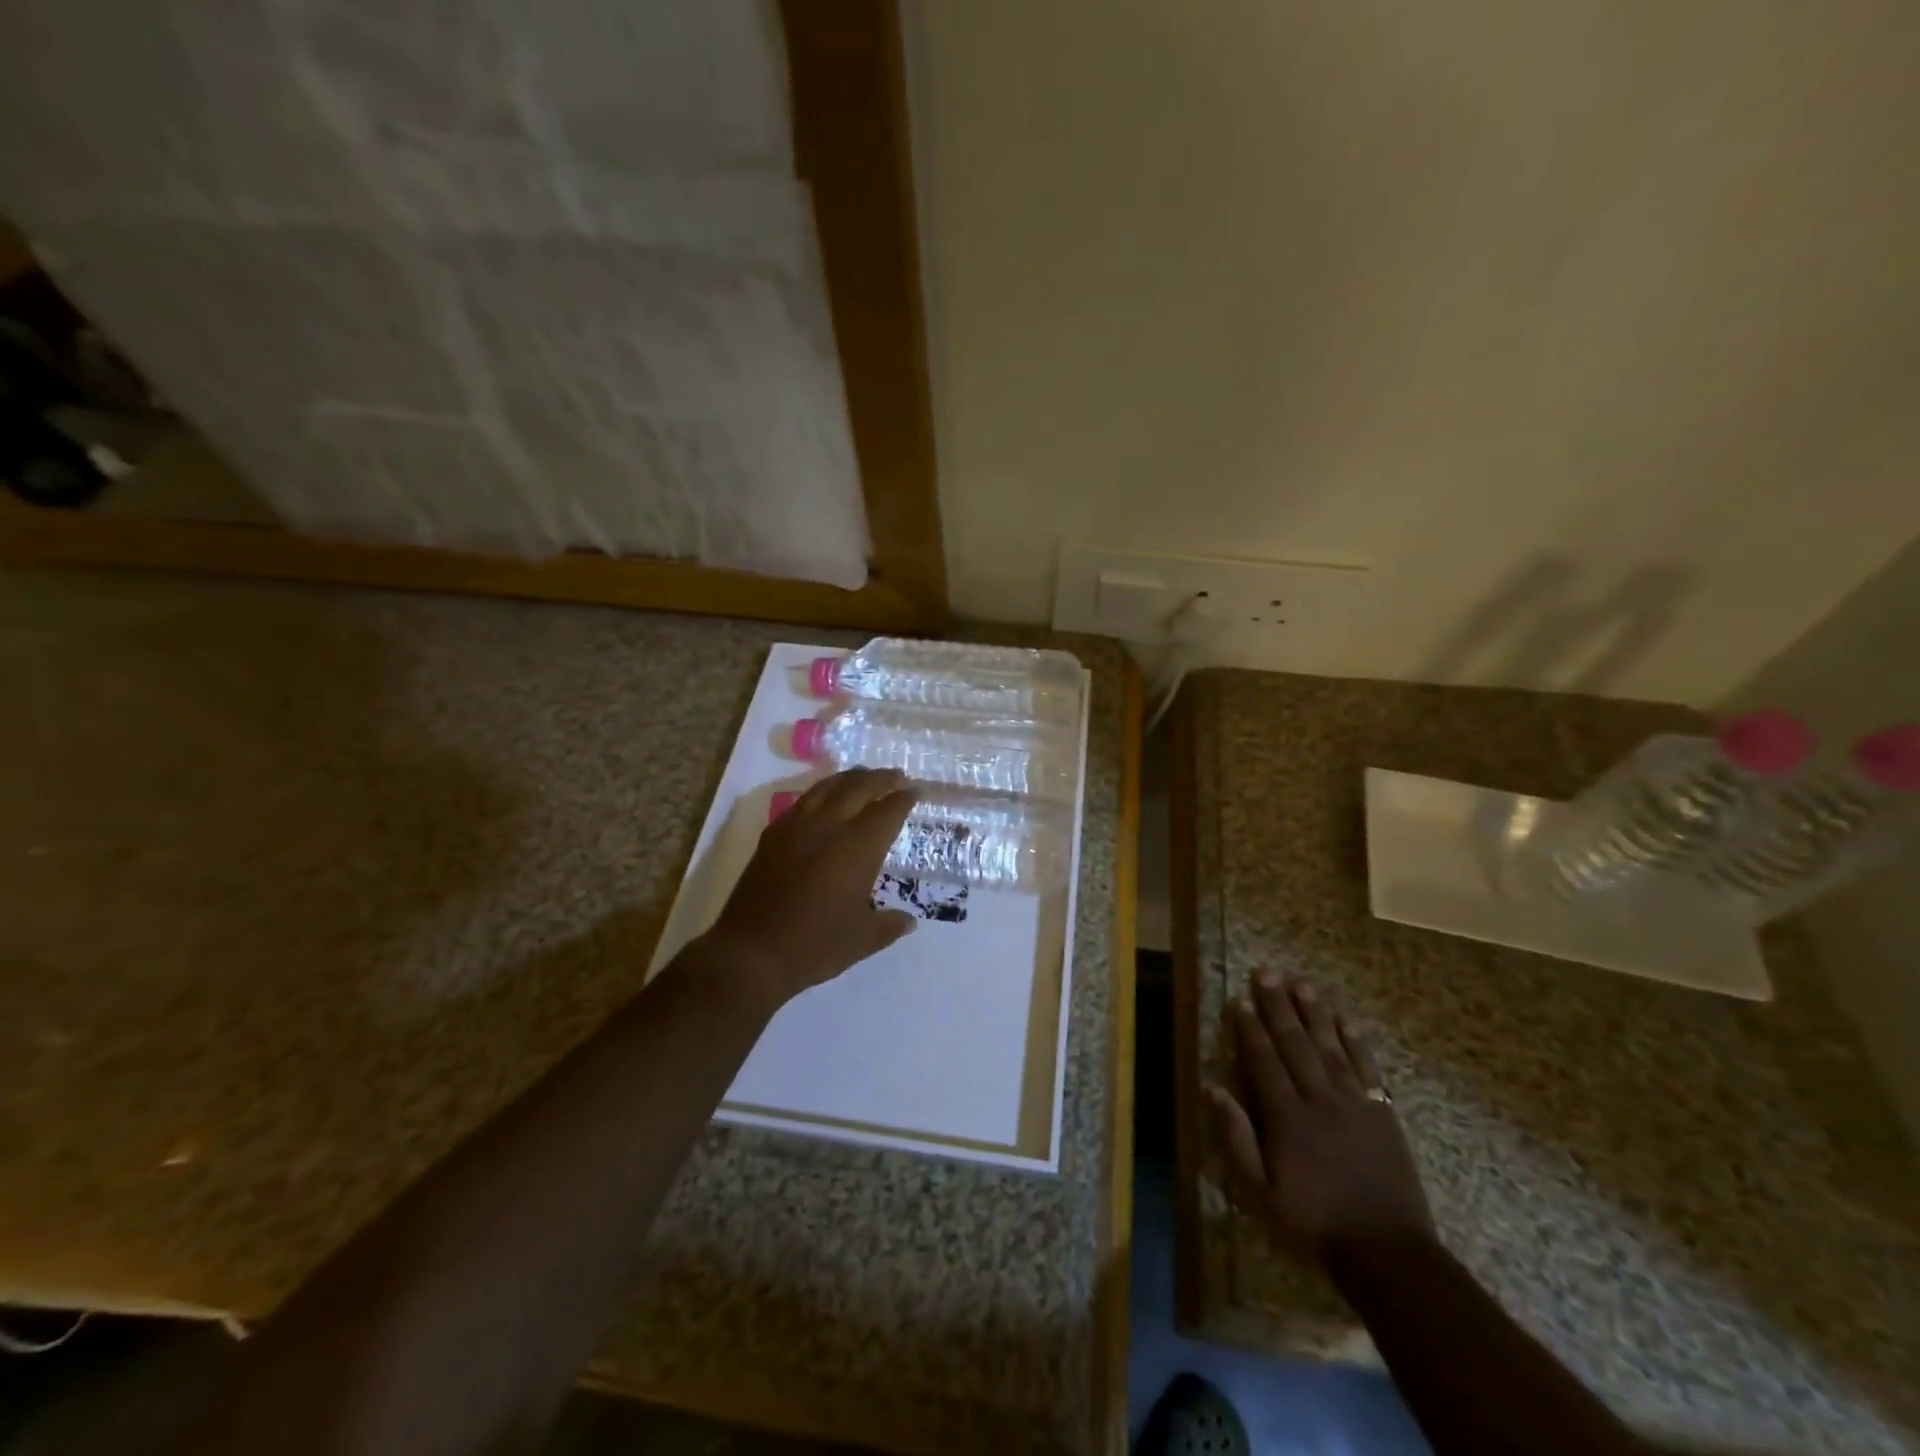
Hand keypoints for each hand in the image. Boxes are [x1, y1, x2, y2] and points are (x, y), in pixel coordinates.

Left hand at [701, 768, 917, 1008]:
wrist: (751, 953)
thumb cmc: (815, 946)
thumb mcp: (863, 940)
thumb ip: (890, 925)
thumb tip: (909, 922)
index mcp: (858, 847)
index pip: (888, 810)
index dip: (904, 798)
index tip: (916, 791)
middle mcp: (829, 826)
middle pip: (859, 787)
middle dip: (881, 778)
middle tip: (897, 776)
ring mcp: (797, 827)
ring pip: (828, 787)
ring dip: (850, 778)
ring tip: (864, 777)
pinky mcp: (773, 835)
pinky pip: (803, 800)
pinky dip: (822, 791)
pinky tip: (824, 798)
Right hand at [1209, 975, 1435, 1267]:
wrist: (1389, 1255)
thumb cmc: (1316, 1225)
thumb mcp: (1262, 1192)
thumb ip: (1237, 1138)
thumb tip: (1211, 1088)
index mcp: (1286, 1117)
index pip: (1264, 1061)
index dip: (1251, 1028)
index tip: (1240, 999)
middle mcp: (1318, 1100)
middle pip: (1295, 1044)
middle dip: (1278, 1007)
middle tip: (1267, 973)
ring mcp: (1354, 1104)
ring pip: (1330, 1047)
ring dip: (1314, 1013)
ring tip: (1302, 984)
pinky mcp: (1383, 1114)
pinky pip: (1367, 1069)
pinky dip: (1357, 1042)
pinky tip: (1347, 1020)